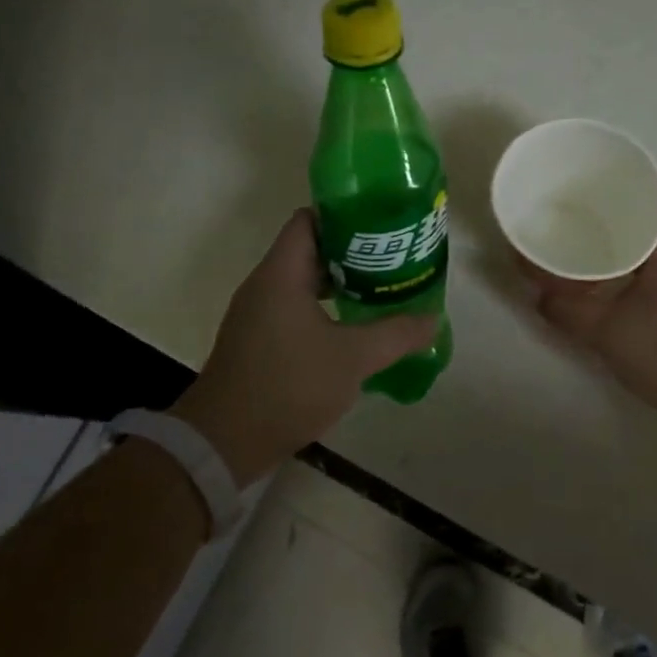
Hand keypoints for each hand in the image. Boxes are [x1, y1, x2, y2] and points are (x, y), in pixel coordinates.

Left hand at [170, 210, 438, 486]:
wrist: (224, 441)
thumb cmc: (289, 385)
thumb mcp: (353, 358)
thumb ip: (396, 335)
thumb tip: (432, 319)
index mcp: (281, 273)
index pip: (309, 219)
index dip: (344, 215)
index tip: (380, 223)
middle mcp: (264, 284)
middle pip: (309, 248)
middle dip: (351, 251)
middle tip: (391, 258)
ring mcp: (256, 313)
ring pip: (302, 282)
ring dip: (339, 282)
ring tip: (380, 289)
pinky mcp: (256, 340)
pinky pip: (293, 308)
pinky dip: (322, 308)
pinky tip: (351, 327)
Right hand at [519, 170, 656, 433]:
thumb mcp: (607, 333)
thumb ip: (566, 310)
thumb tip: (534, 290)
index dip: (638, 167)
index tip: (600, 163)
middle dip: (621, 192)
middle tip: (579, 193)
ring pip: (656, 230)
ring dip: (625, 221)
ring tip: (582, 223)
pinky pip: (653, 255)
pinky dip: (628, 249)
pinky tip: (600, 266)